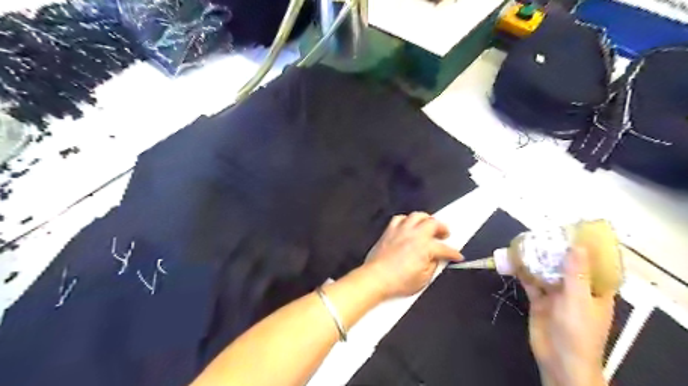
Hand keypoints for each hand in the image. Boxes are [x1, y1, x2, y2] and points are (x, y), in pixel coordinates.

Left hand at [360, 213, 460, 298]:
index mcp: (425, 247)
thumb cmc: (397, 281)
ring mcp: (401, 230)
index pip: (444, 248)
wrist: (377, 278)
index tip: (456, 255)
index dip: (453, 253)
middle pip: (433, 223)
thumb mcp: (423, 279)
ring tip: (429, 225)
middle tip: (445, 234)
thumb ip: (433, 266)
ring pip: (417, 215)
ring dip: (426, 219)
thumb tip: (436, 260)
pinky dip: (406, 220)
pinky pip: (399, 218)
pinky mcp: (389, 231)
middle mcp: (414, 234)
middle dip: (442, 228)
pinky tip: (408, 226)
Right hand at [522, 247, 612, 385]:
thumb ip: (575, 273)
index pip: (592, 265)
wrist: (559, 360)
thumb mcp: (579, 300)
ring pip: (546, 273)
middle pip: (565, 266)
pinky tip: (515, 262)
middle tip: (542, 234)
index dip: (583, 249)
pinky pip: (531, 283)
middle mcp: (576, 291)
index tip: (571, 232)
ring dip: (536, 261)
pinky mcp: (539, 301)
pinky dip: (523, 273)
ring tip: (526, 243)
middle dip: (554, 252)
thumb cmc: (578, 332)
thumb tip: (577, 246)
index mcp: (595, 291)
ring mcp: (556, 296)